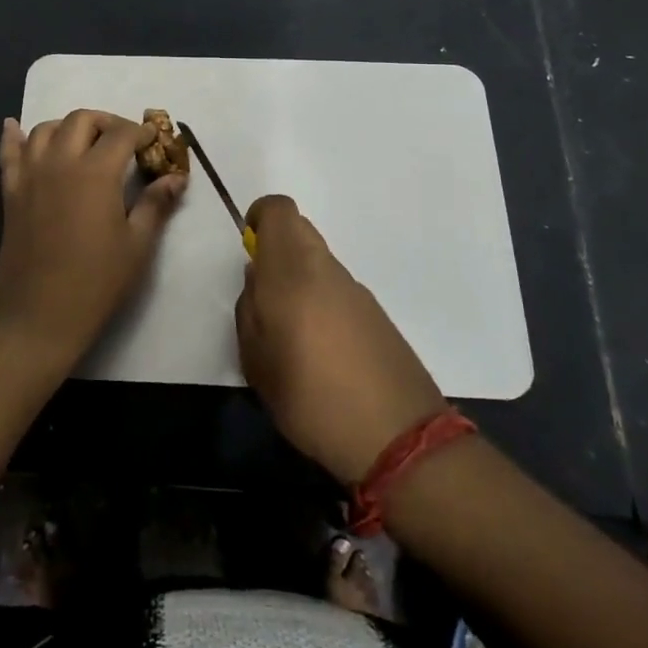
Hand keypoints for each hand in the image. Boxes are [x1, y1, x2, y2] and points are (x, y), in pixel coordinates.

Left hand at [0, 110, 186, 368]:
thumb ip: (156, 205)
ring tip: (84, 142)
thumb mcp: (137, 245)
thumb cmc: (96, 282)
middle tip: (123, 141)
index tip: (154, 140)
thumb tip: (176, 178)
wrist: (40, 316)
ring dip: (68, 126)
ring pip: (46, 129)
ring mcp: (30, 175)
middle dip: (107, 122)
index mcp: (96, 172)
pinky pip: (9, 153)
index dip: (142, 132)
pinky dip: (13, 136)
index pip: (121, 134)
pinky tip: (14, 126)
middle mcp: (60, 162)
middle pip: (82, 120)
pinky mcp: (11, 192)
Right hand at [234, 195, 446, 484]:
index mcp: (291, 271)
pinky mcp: (376, 313)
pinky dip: (322, 300)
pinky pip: (337, 287)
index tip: (248, 247)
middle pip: (299, 229)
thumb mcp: (257, 362)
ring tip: (289, 332)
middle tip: (263, 294)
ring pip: (319, 260)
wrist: (398, 437)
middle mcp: (326, 269)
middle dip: (276, 248)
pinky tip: (321, 350)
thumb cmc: (311, 398)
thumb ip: (249, 312)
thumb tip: (257, 281)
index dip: (260, 216)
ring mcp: (356, 290)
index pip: (279, 210)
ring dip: (299, 277)